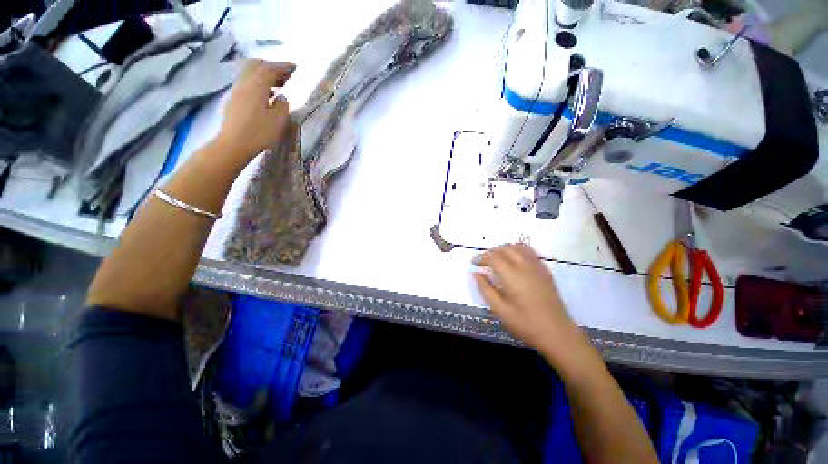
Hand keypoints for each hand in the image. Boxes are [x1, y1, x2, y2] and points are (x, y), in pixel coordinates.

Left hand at [215, 59, 294, 162]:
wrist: (233, 144)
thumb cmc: (259, 133)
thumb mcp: (278, 121)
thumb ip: (282, 106)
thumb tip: (282, 97)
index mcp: (256, 86)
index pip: (270, 70)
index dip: (283, 66)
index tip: (294, 67)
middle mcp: (245, 84)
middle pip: (257, 66)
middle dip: (272, 67)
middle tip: (286, 75)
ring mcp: (237, 91)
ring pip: (250, 73)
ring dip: (265, 75)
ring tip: (279, 84)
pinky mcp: (234, 99)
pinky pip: (247, 82)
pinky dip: (259, 82)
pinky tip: (267, 94)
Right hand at [474, 244, 580, 354]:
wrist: (556, 333)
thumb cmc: (525, 323)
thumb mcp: (499, 310)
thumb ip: (485, 289)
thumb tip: (476, 273)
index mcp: (512, 276)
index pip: (494, 257)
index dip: (482, 257)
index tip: (474, 262)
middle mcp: (525, 266)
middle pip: (505, 249)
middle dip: (491, 251)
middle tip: (483, 261)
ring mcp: (537, 266)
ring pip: (518, 247)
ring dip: (504, 248)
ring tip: (497, 258)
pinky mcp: (545, 270)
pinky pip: (530, 251)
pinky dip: (518, 250)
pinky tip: (514, 259)